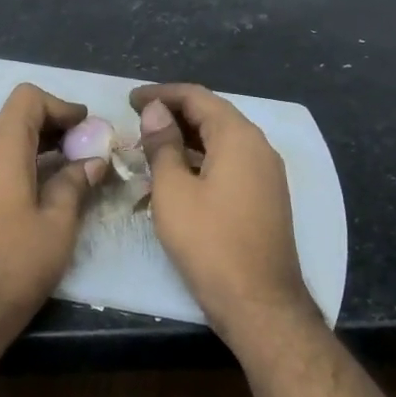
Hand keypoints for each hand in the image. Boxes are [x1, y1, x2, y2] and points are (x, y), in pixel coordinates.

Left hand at [0, 83, 106, 332]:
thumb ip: (75, 183)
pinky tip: (43, 188)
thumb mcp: (58, 223)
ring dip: (37, 145)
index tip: (86, 127)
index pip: (28, 98)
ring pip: (3, 139)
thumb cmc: (16, 263)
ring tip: (71, 169)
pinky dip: (19, 161)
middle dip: (53, 125)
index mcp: (0, 148)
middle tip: (86, 149)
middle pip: (15, 116)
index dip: (61, 105)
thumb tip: (92, 161)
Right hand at [130, 83, 317, 348]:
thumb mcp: (173, 190)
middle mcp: (259, 148)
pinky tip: (175, 176)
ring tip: (148, 148)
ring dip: (184, 140)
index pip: (197, 97)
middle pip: (212, 116)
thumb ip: (163, 145)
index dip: (161, 94)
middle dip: (172, 115)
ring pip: (220, 142)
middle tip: (135, 122)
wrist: (259, 302)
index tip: (130, 99)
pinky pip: (229, 164)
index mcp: (239, 137)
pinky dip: (200, 161)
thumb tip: (155, 111)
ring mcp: (266, 174)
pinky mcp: (264, 197)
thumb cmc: (209, 242)